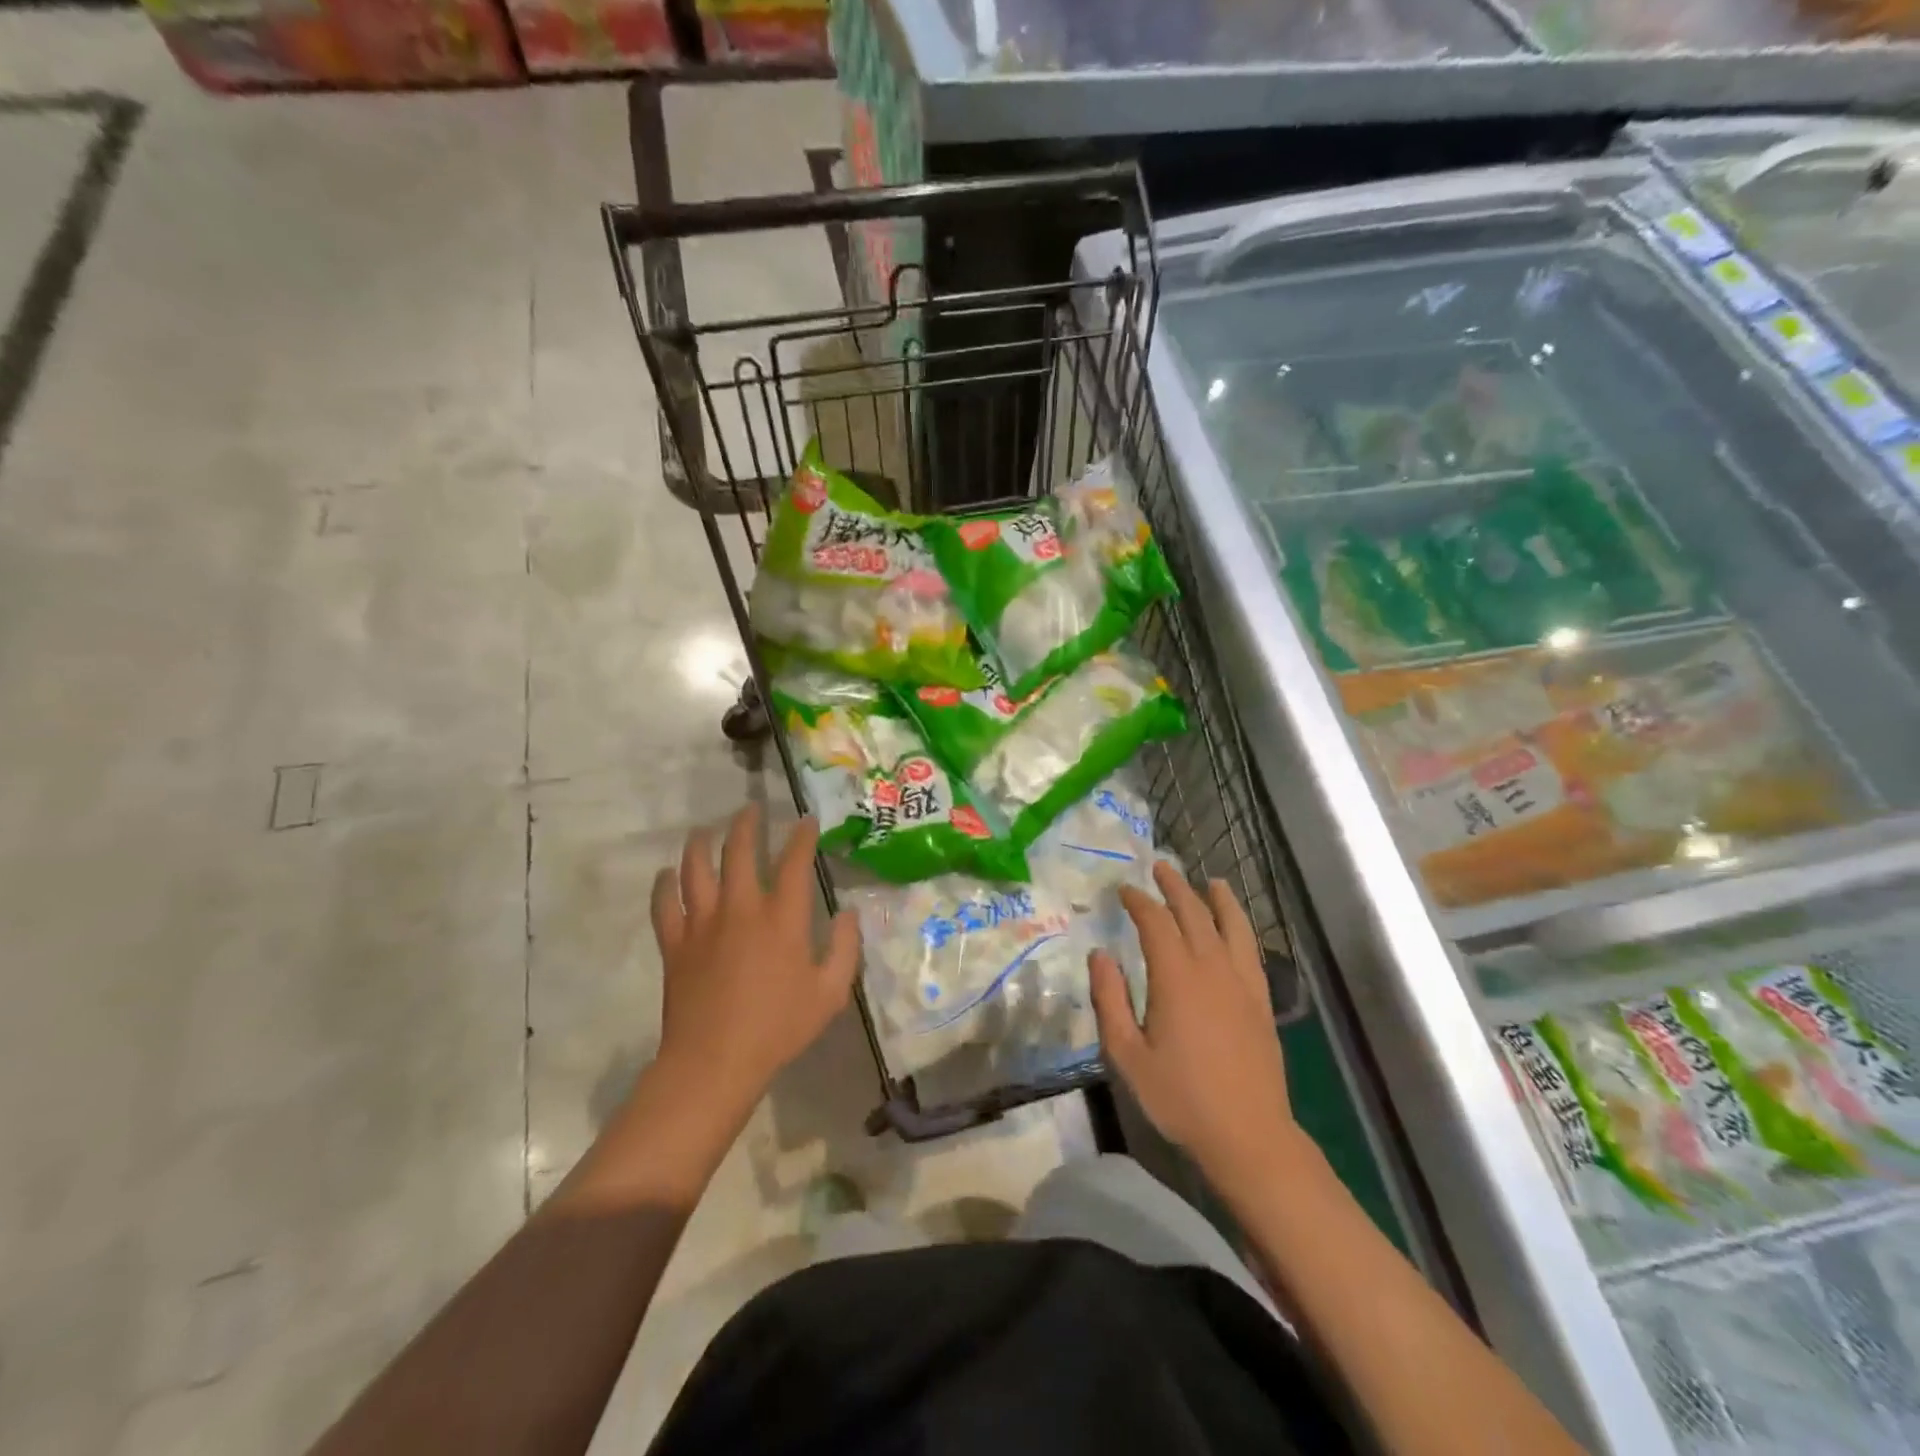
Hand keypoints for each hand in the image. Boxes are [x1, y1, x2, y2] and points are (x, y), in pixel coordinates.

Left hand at [649, 805, 860, 1115]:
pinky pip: (664, 904)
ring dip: (702, 843)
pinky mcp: (674, 943)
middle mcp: (741, 907)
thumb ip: (845, 948)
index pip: (794, 861)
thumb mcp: (830, 993)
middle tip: (750, 809)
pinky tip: (668, 874)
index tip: (806, 819)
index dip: (801, 835)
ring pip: (696, 868)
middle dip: (747, 824)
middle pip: (739, 850)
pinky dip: (664, 885)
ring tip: (706, 830)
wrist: (714, 1062)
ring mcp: (702, 923)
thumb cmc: (779, 1028)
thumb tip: (848, 912)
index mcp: (782, 917)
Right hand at [1089, 862, 1303, 1190]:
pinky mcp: (1261, 1001)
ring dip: (1217, 899)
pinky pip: (1251, 951)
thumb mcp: (1127, 1055)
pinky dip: (1242, 928)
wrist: (1248, 1135)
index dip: (1139, 902)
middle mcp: (1212, 969)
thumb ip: (1110, 999)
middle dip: (1175, 888)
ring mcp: (1242, 983)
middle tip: (1160, 868)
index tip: (1124, 890)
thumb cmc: (1180, 1097)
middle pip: (1194, 914)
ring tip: (1209, 881)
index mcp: (1176, 978)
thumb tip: (1100, 955)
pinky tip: (1236, 928)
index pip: (1156, 923)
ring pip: (1231, 926)